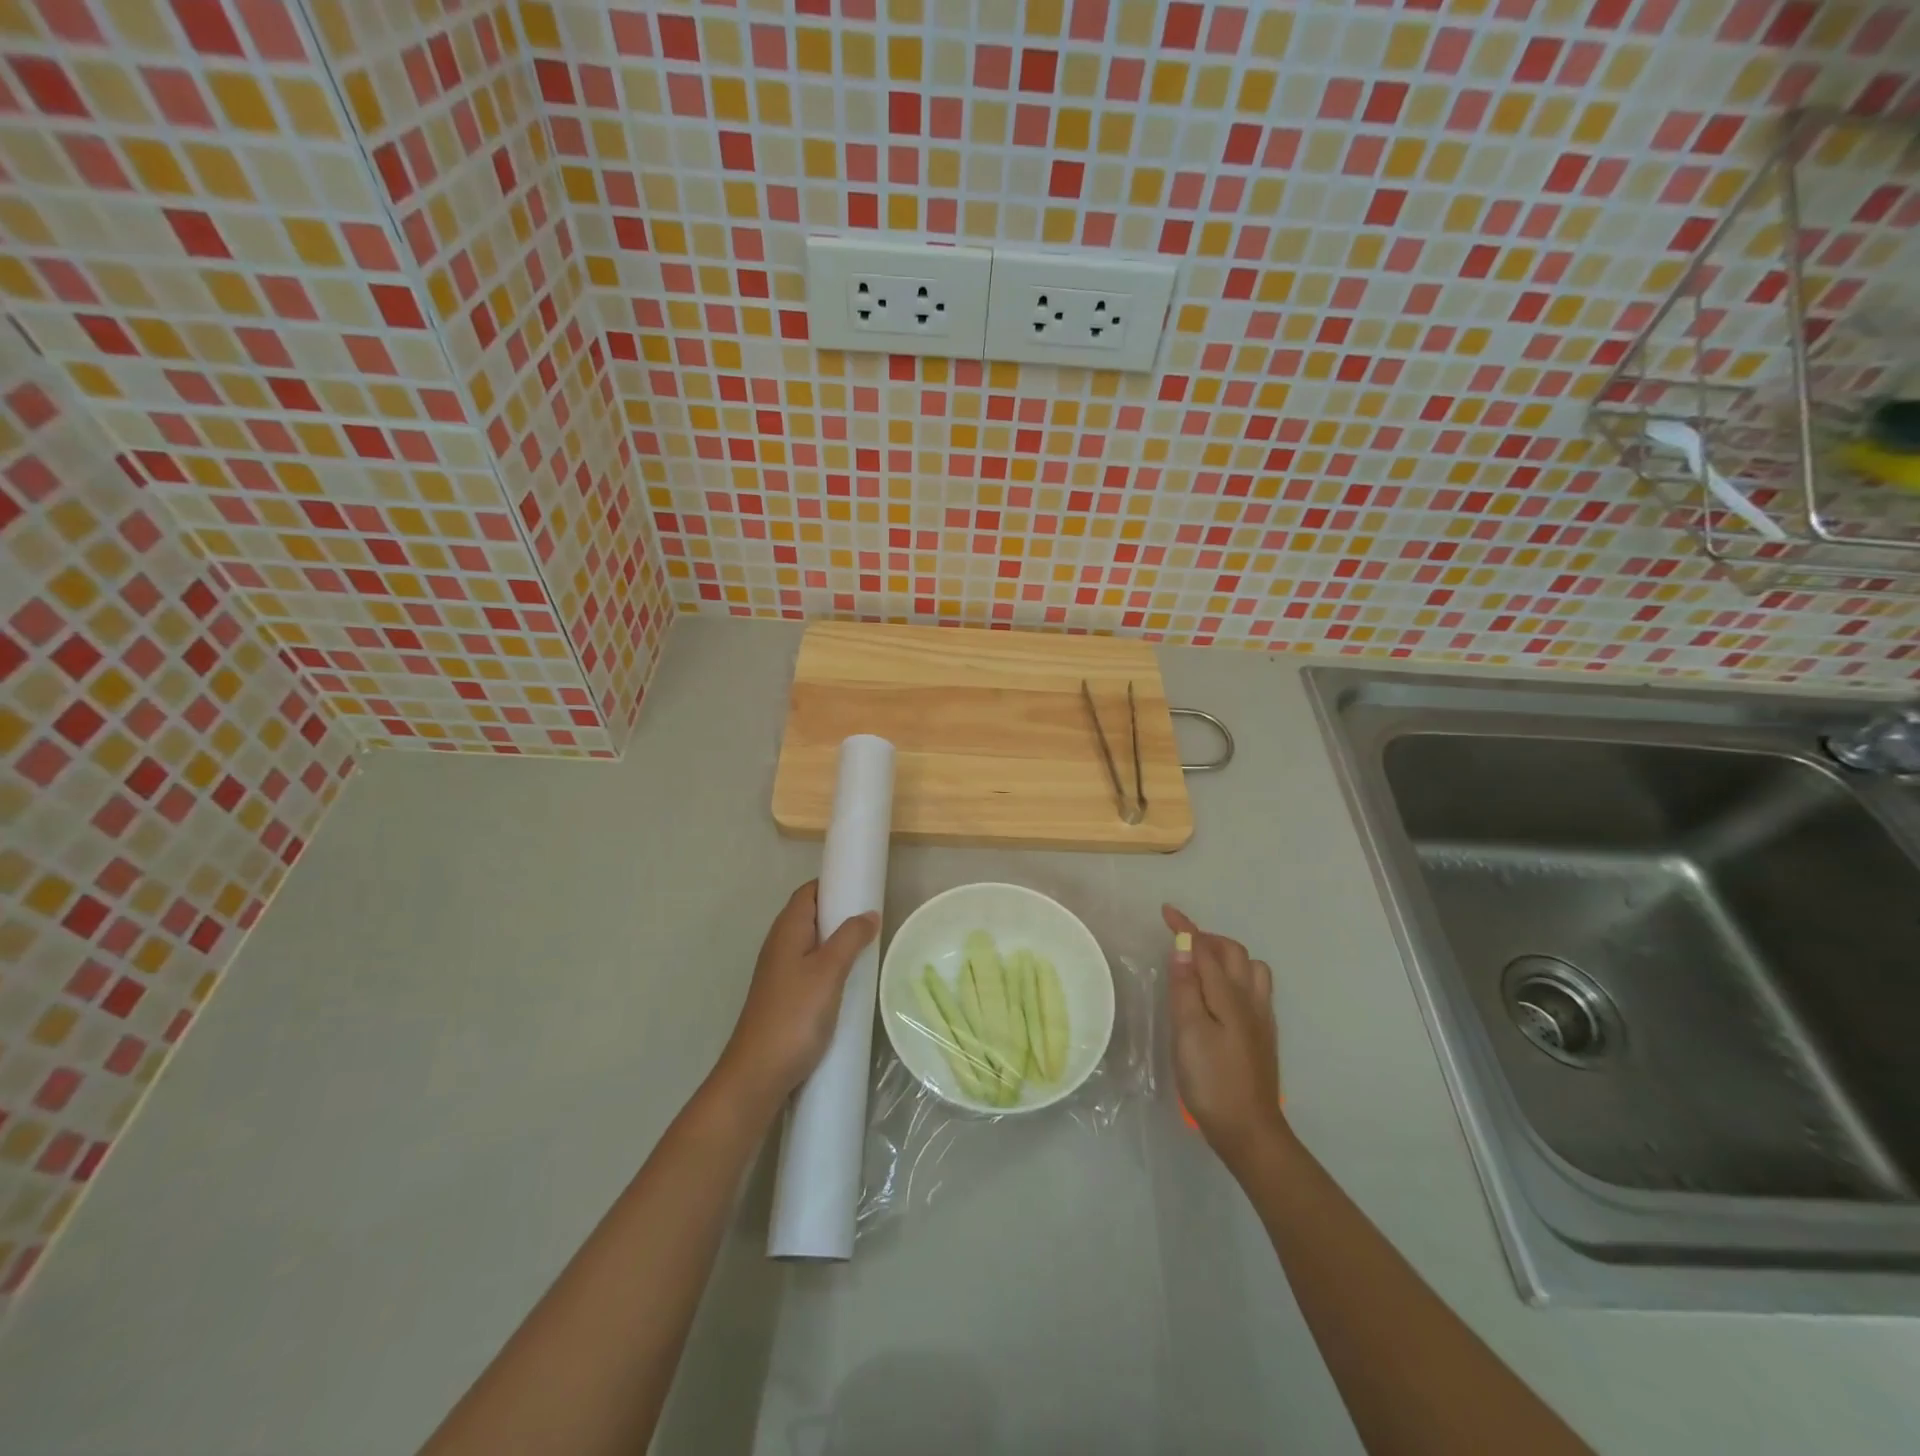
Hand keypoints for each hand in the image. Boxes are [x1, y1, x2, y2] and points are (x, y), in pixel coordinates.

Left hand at [713, 881, 879, 1117]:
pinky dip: (831, 965)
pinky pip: (811, 968)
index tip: (863, 887)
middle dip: (840, 913)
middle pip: (811, 916)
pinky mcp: (785, 996)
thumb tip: (869, 913)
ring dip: (837, 941)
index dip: (833, 884)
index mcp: (787, 930)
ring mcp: (780, 973)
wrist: (758, 1075)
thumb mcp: (828, 972)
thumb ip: (850, 938)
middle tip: (874, 919)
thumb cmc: (794, 1016)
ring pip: (812, 944)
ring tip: (868, 948)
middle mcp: (780, 945)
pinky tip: (850, 981)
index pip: (808, 892)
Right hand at [1163, 905, 1287, 1175]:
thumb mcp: (1188, 1031)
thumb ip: (1185, 987)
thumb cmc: (1212, 1080)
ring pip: (1250, 969)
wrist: (1250, 1131)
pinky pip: (1255, 988)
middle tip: (1179, 944)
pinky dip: (1235, 977)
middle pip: (1233, 953)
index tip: (1166, 911)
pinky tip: (1220, 996)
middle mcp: (1250, 999)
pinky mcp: (1263, 1035)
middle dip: (1207, 939)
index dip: (1186, 928)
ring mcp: (1261, 1018)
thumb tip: (1183, 946)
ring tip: (1200, 968)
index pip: (1205, 949)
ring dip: (1225, 957)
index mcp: (1229, 995)